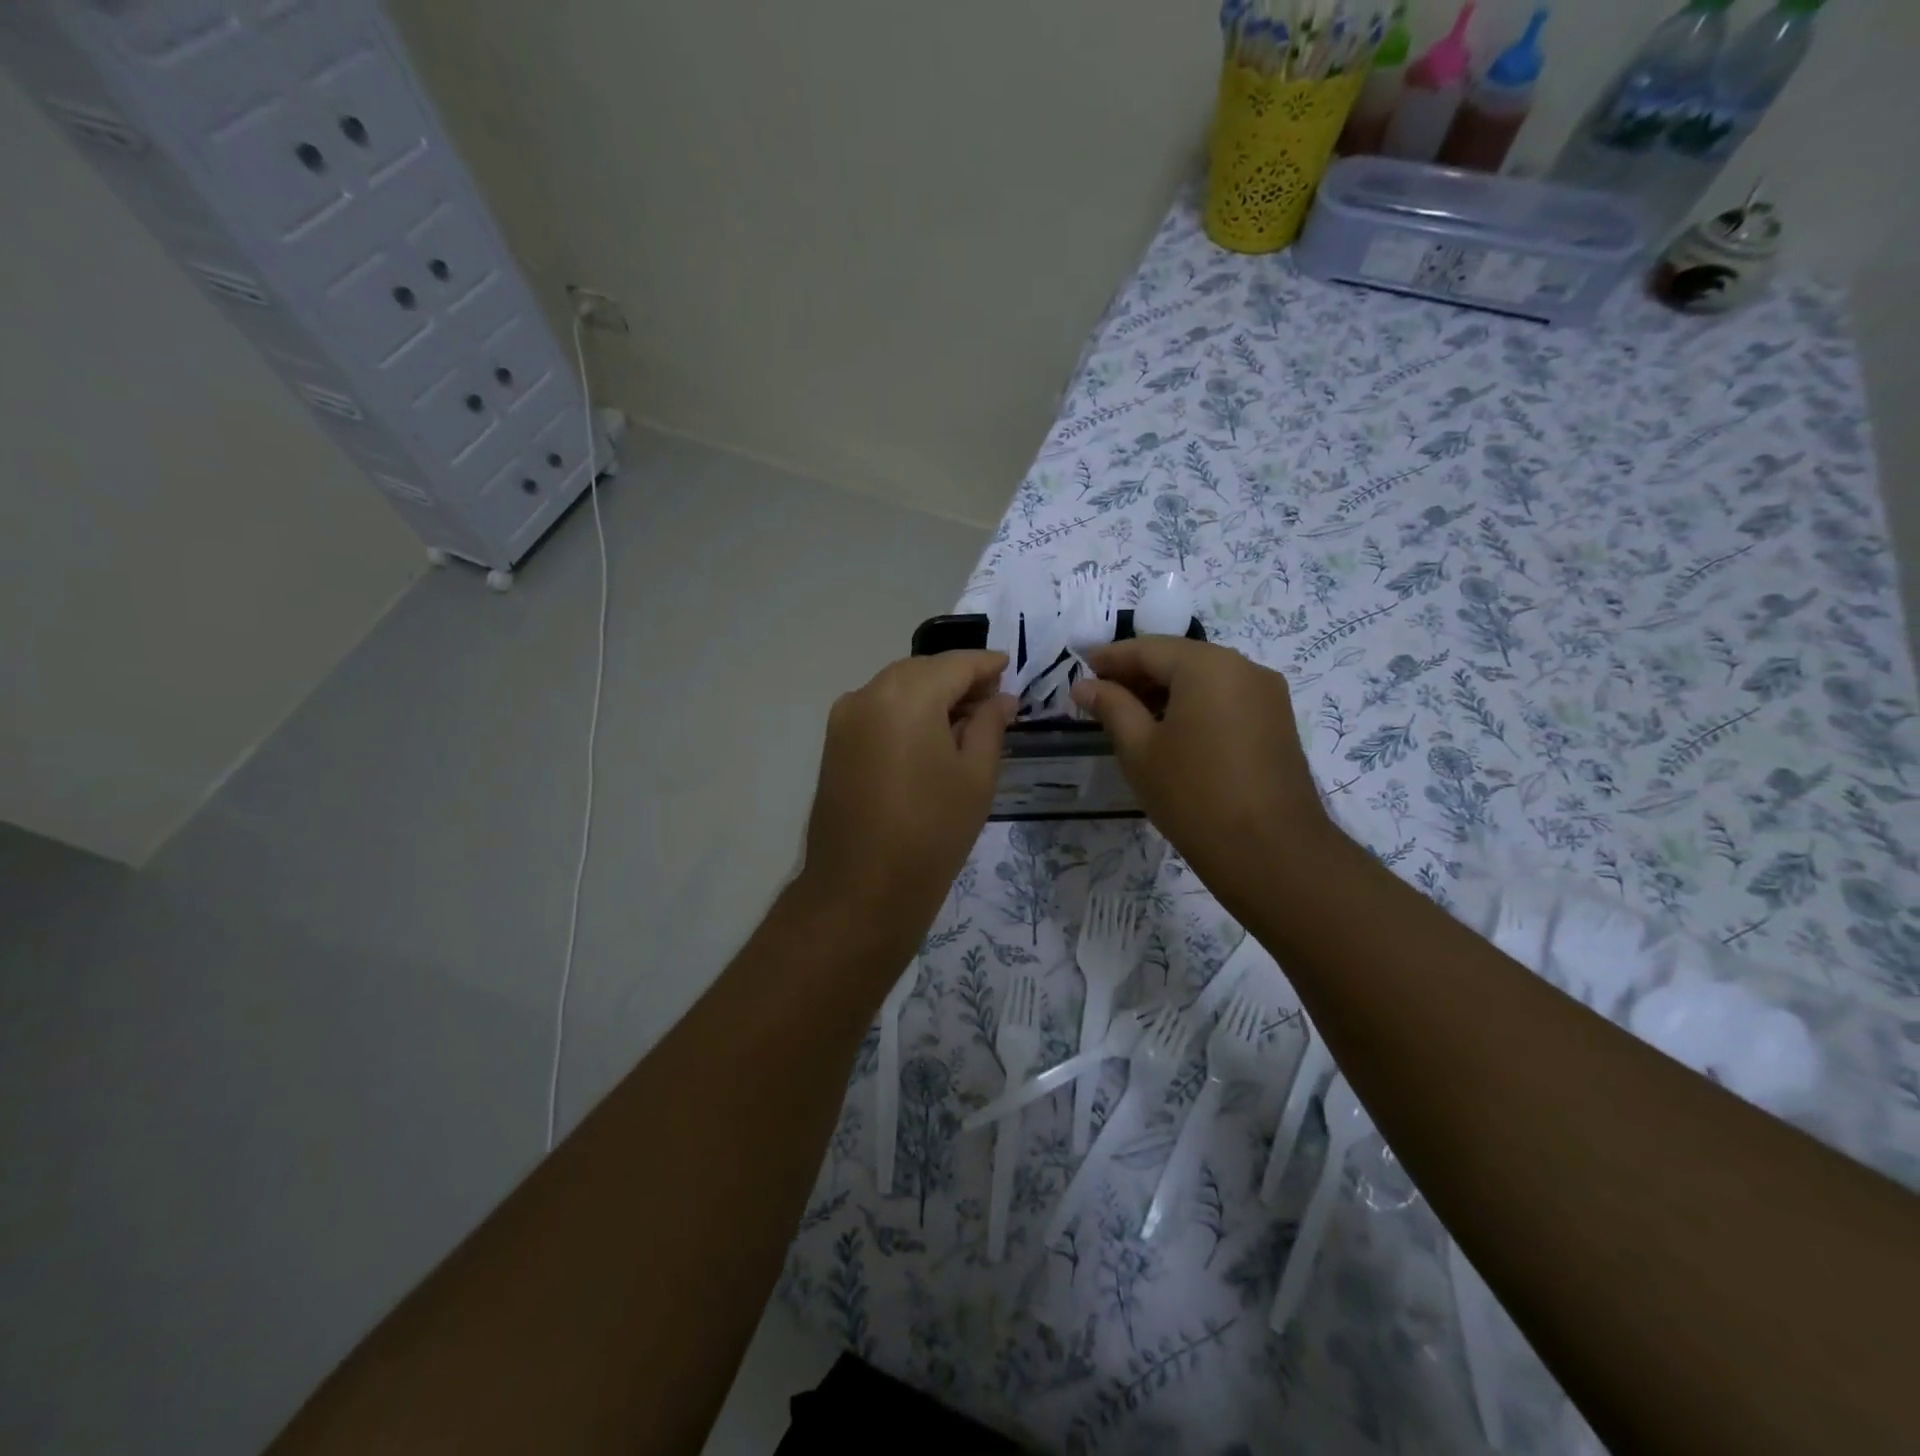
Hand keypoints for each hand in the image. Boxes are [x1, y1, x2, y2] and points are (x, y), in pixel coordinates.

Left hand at [797, 652, 1014, 956]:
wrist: (861, 889)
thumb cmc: (931, 832)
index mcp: (907, 695)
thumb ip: (989, 725)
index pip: (955, 664)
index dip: (986, 664)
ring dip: (931, 694)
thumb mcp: (976, 776)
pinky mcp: (834, 743)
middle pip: (922, 670)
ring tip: (964, 722)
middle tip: (992, 702)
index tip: (1010, 668)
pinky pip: (877, 710)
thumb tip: (1001, 698)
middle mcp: (868, 693)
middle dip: (957, 679)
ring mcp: (844, 718)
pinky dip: (906, 711)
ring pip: (897, 687)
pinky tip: (929, 737)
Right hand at [1070, 638, 1349, 912]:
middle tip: (1100, 694)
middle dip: (1138, 673)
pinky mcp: (1277, 721)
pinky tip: (1169, 729)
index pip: (1149, 648)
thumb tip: (1084, 685)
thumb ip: (1111, 707)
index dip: (1111, 658)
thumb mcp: (1139, 750)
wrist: (1271, 851)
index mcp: (1208, 665)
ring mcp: (1267, 694)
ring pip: (1204, 678)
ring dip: (1165, 690)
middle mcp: (1243, 667)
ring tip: (1129, 715)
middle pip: (1180, 658)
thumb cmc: (1193, 795)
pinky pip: (1225, 697)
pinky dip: (1193, 704)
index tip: (1081, 668)